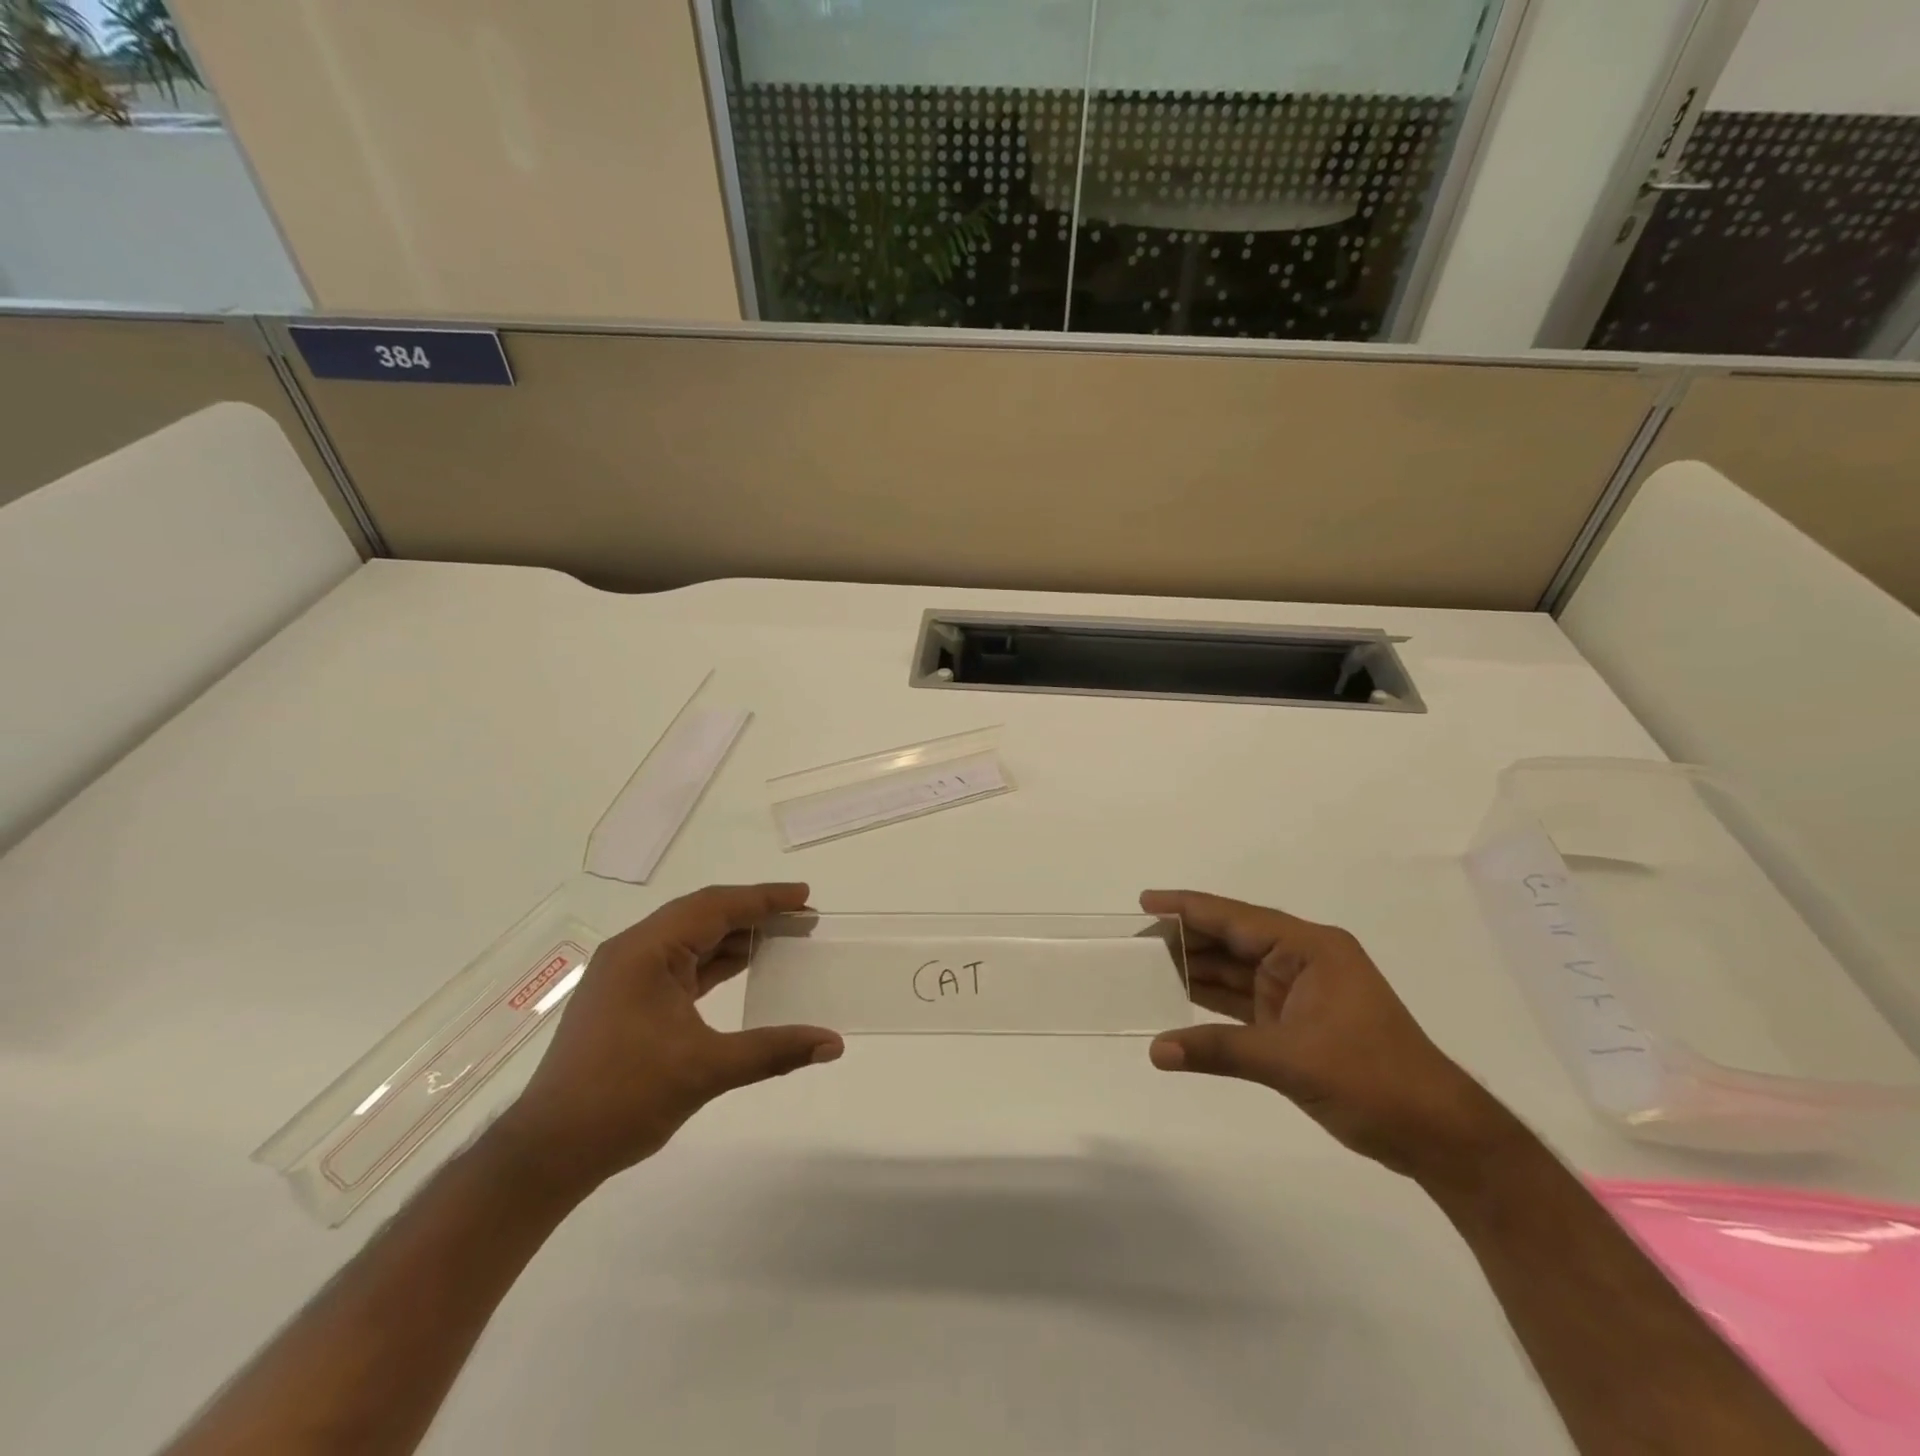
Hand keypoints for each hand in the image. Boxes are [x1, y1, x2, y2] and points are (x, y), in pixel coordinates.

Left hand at [491, 883, 841, 1195]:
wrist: (548, 1151)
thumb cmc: (624, 1098)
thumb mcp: (706, 1070)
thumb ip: (774, 1051)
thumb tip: (834, 1044)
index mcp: (646, 951)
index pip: (715, 907)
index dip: (764, 899)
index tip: (804, 897)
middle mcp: (633, 951)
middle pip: (702, 914)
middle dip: (753, 912)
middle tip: (800, 917)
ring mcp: (626, 975)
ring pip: (690, 938)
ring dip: (733, 936)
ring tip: (780, 937)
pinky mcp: (626, 999)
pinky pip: (679, 964)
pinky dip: (713, 961)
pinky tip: (741, 966)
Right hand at [1144, 890, 1506, 1179]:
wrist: (1437, 1135)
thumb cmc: (1374, 1079)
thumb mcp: (1292, 1061)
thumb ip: (1220, 1050)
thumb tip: (1156, 1050)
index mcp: (1311, 949)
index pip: (1237, 918)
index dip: (1189, 908)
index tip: (1146, 901)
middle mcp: (1302, 961)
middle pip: (1232, 941)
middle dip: (1186, 939)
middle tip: (1135, 939)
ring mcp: (1298, 992)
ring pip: (1235, 971)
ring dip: (1196, 970)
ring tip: (1145, 965)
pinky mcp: (1295, 1023)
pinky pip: (1242, 1002)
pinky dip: (1212, 1002)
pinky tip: (1178, 998)